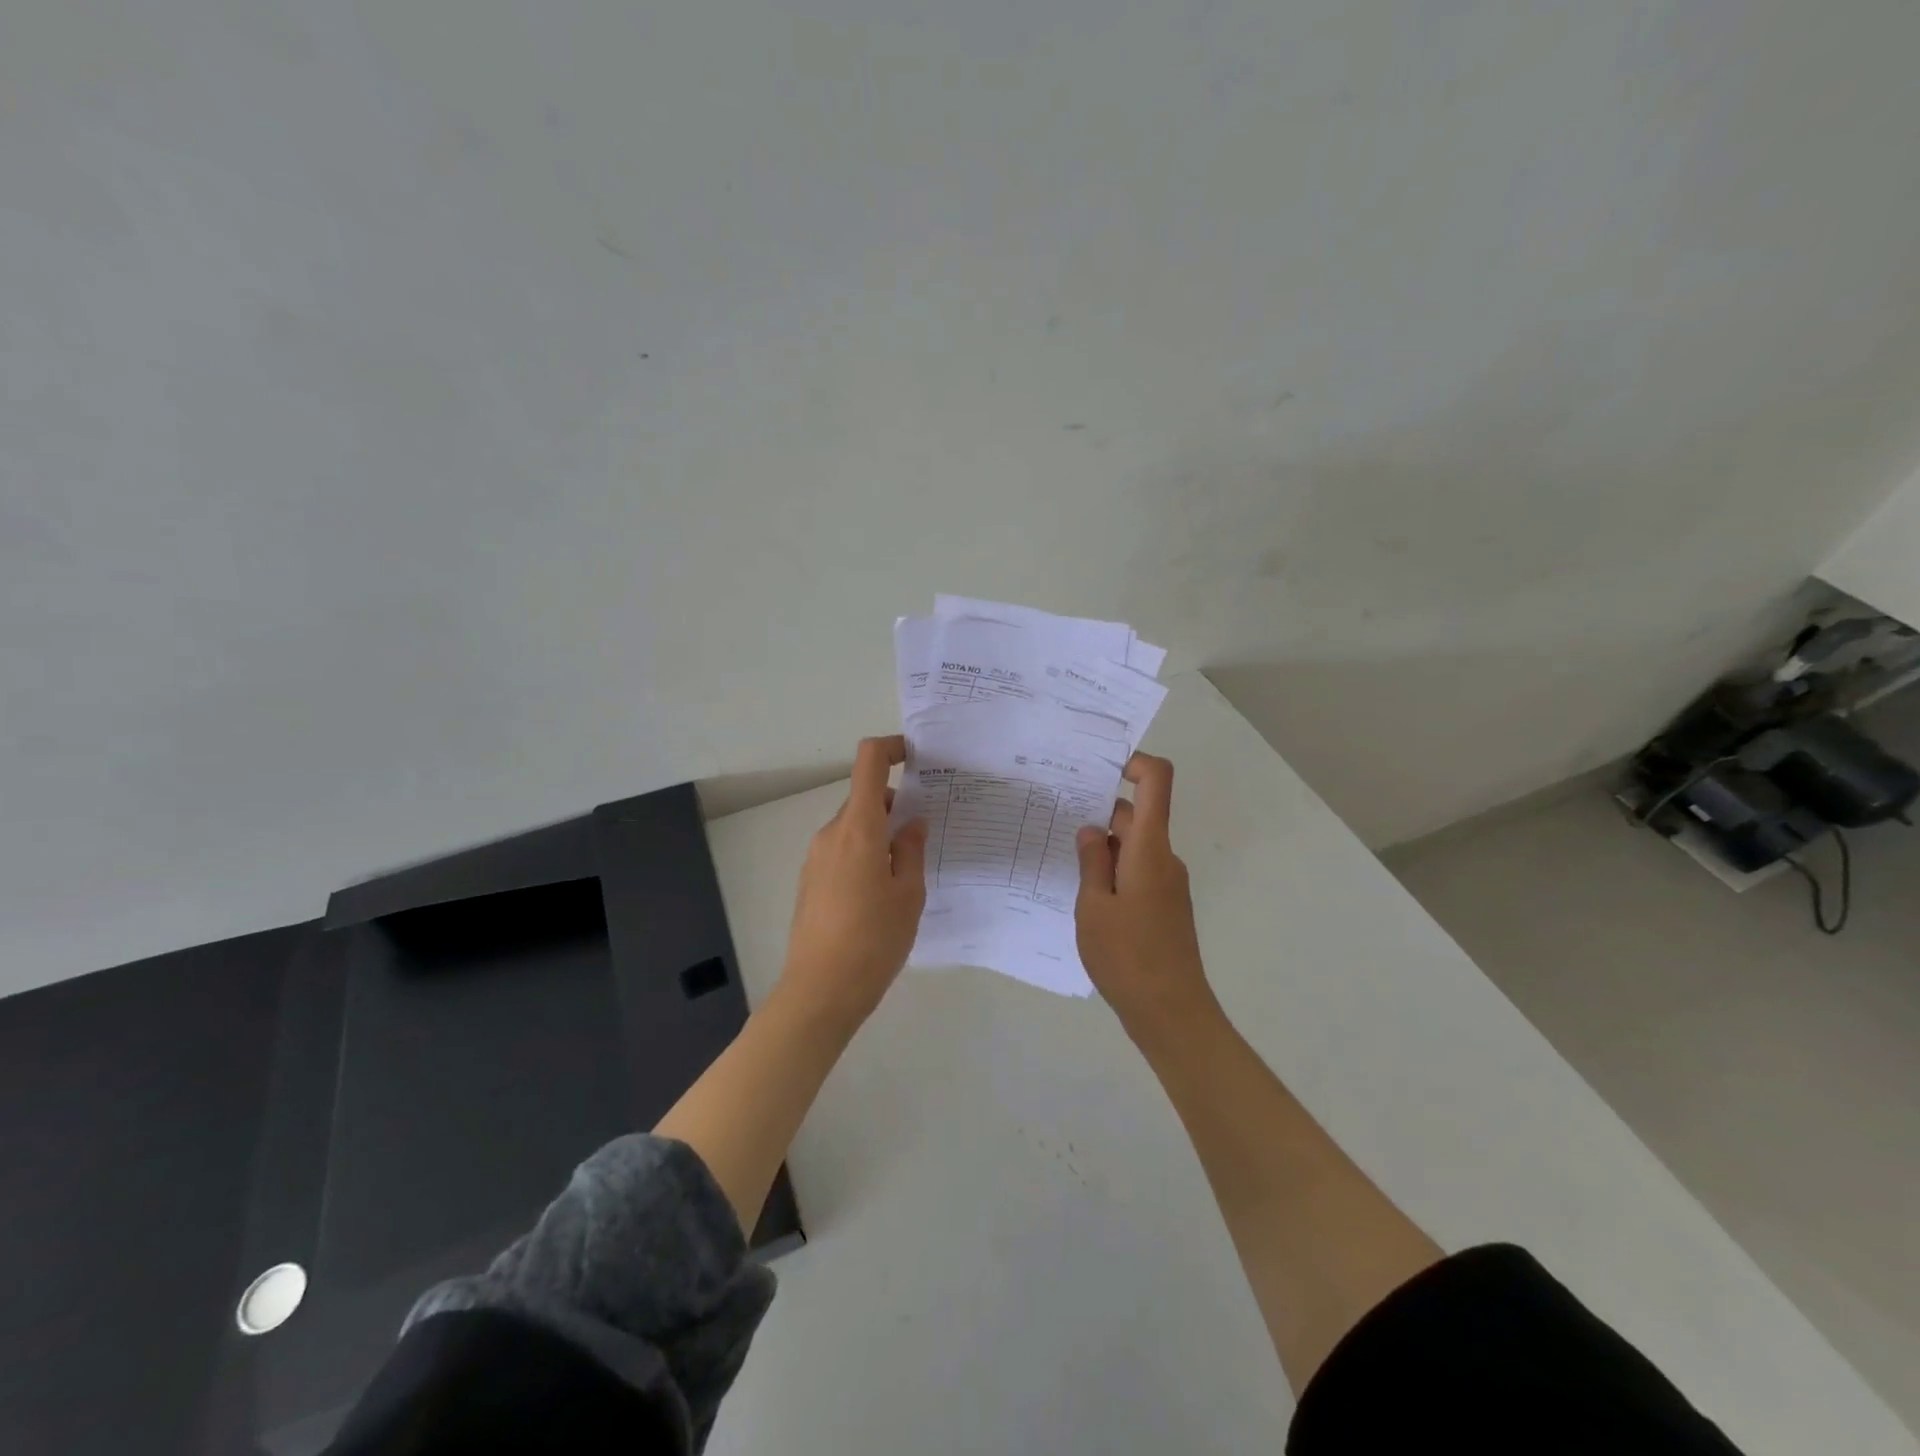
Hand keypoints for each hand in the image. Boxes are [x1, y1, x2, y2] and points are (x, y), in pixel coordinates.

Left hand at [779, 735, 928, 1025]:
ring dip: (880, 833)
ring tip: (908, 871)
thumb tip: (912, 822)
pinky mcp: (810, 881)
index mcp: (858, 828)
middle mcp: (831, 834)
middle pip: (864, 798)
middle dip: (895, 806)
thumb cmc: (873, 939)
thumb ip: (911, 850)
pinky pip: (842, 851)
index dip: (891, 748)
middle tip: (926, 833)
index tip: (916, 758)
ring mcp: (816, 858)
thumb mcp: (908, 894)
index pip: (868, 763)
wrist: (820, 991)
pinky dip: (865, 854)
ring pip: (854, 827)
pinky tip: (882, 892)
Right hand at [1075, 753, 1218, 1039]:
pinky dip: (1114, 871)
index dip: (1135, 763)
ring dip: (1105, 847)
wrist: (1172, 1013)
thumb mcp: (1094, 907)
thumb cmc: (1127, 956)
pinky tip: (1086, 894)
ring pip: (1135, 846)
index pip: (1157, 782)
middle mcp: (1164, 859)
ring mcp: (1168, 884)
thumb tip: (1093, 830)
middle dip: (1101, 812)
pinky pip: (1138, 871)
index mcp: (1149, 849)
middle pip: (1139, 815)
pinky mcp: (1165, 906)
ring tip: (1063, 859)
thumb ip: (1092, 862)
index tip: (1101, 768)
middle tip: (1057, 816)